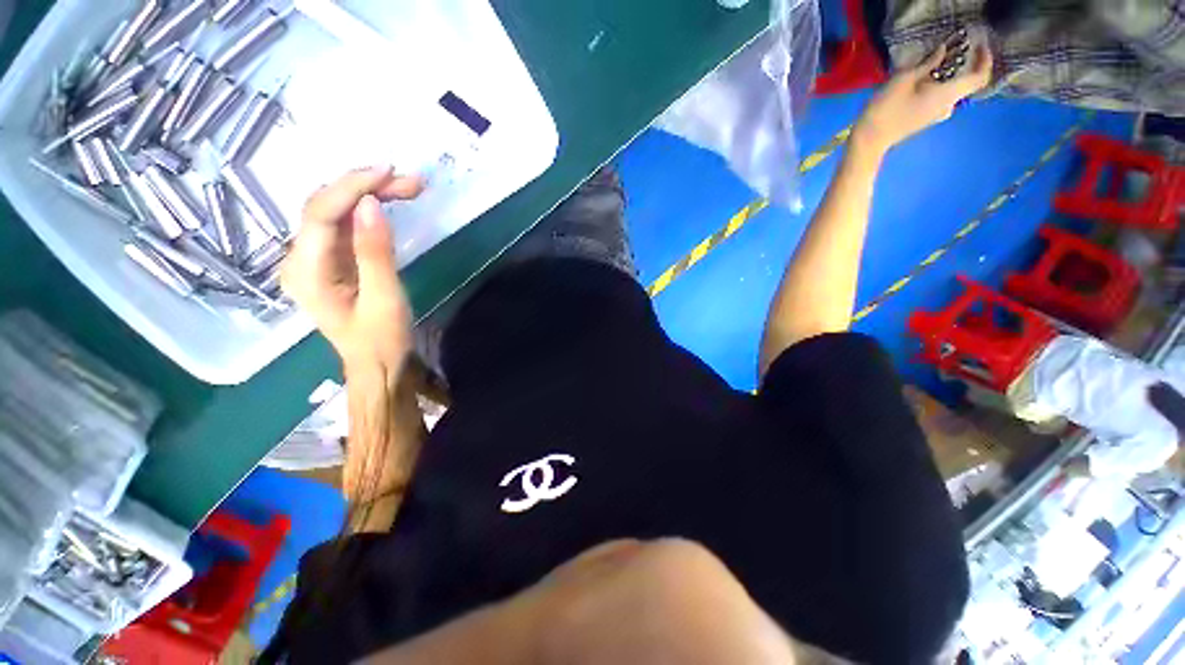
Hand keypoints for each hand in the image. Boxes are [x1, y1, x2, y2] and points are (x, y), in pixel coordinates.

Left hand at [282, 166, 424, 375]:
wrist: (378, 364)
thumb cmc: (381, 340)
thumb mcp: (384, 299)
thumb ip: (375, 252)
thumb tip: (371, 205)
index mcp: (306, 272)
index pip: (320, 213)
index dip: (352, 187)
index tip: (389, 173)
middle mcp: (301, 258)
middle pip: (326, 206)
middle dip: (365, 187)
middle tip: (410, 182)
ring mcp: (315, 258)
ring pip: (337, 211)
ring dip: (371, 195)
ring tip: (409, 188)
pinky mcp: (332, 260)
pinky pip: (346, 225)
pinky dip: (371, 211)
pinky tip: (392, 203)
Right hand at [853, 40, 993, 153]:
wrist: (869, 141)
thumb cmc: (886, 110)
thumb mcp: (903, 79)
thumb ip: (927, 64)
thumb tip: (942, 51)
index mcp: (948, 95)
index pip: (979, 77)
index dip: (985, 60)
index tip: (980, 45)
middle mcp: (949, 106)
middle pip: (964, 82)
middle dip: (959, 64)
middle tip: (948, 50)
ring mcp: (937, 115)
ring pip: (950, 89)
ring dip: (945, 75)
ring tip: (929, 64)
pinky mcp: (925, 119)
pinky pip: (939, 97)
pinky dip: (936, 85)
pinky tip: (920, 81)